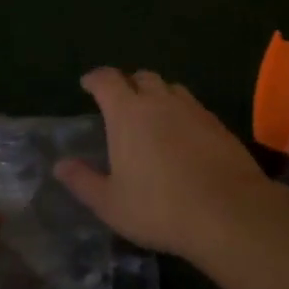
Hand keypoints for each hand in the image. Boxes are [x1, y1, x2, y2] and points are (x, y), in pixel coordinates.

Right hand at [53, 67, 275, 258]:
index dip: (95, 79)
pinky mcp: (218, 124)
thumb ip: (83, 181)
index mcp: (128, 112)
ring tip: (153, 116)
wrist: (228, 212)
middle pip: (142, 77)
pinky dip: (182, 113)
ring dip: (158, 95)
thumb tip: (60, 165)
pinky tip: (183, 136)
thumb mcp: (111, 203)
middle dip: (129, 84)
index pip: (107, 80)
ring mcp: (193, 109)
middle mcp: (160, 101)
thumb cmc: (159, 208)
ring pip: (171, 89)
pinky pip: (194, 107)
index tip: (88, 85)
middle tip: (121, 102)